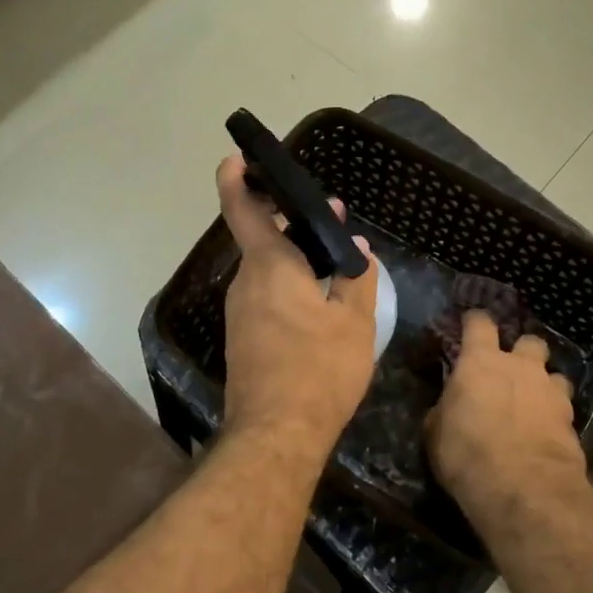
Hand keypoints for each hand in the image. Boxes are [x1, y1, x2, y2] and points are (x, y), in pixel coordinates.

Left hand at [215, 154, 379, 461]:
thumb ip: (356, 279)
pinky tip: (320, 307)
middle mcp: (246, 283)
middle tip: (334, 220)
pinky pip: (266, 299)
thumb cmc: (319, 371)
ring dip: (296, 261)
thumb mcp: (354, 323)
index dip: (236, 180)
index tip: (238, 157)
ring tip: (337, 266)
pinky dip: (290, 290)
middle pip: (264, 241)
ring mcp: (240, 314)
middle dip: (295, 226)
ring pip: (267, 273)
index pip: (244, 211)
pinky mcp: (243, 340)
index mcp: (269, 267)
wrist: (277, 435)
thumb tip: (356, 249)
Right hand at [427, 311, 586, 519]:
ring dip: (544, 385)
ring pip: (554, 374)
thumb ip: (446, 409)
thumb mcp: (437, 432)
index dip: (475, 323)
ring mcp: (550, 391)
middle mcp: (520, 367)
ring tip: (534, 405)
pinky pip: (564, 408)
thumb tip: (450, 406)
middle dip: (522, 353)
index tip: (471, 325)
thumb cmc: (466, 453)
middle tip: (511, 372)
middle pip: (529, 341)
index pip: (479, 324)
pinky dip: (555, 417)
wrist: (523, 487)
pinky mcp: (572, 420)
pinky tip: (546, 433)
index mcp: (481, 362)